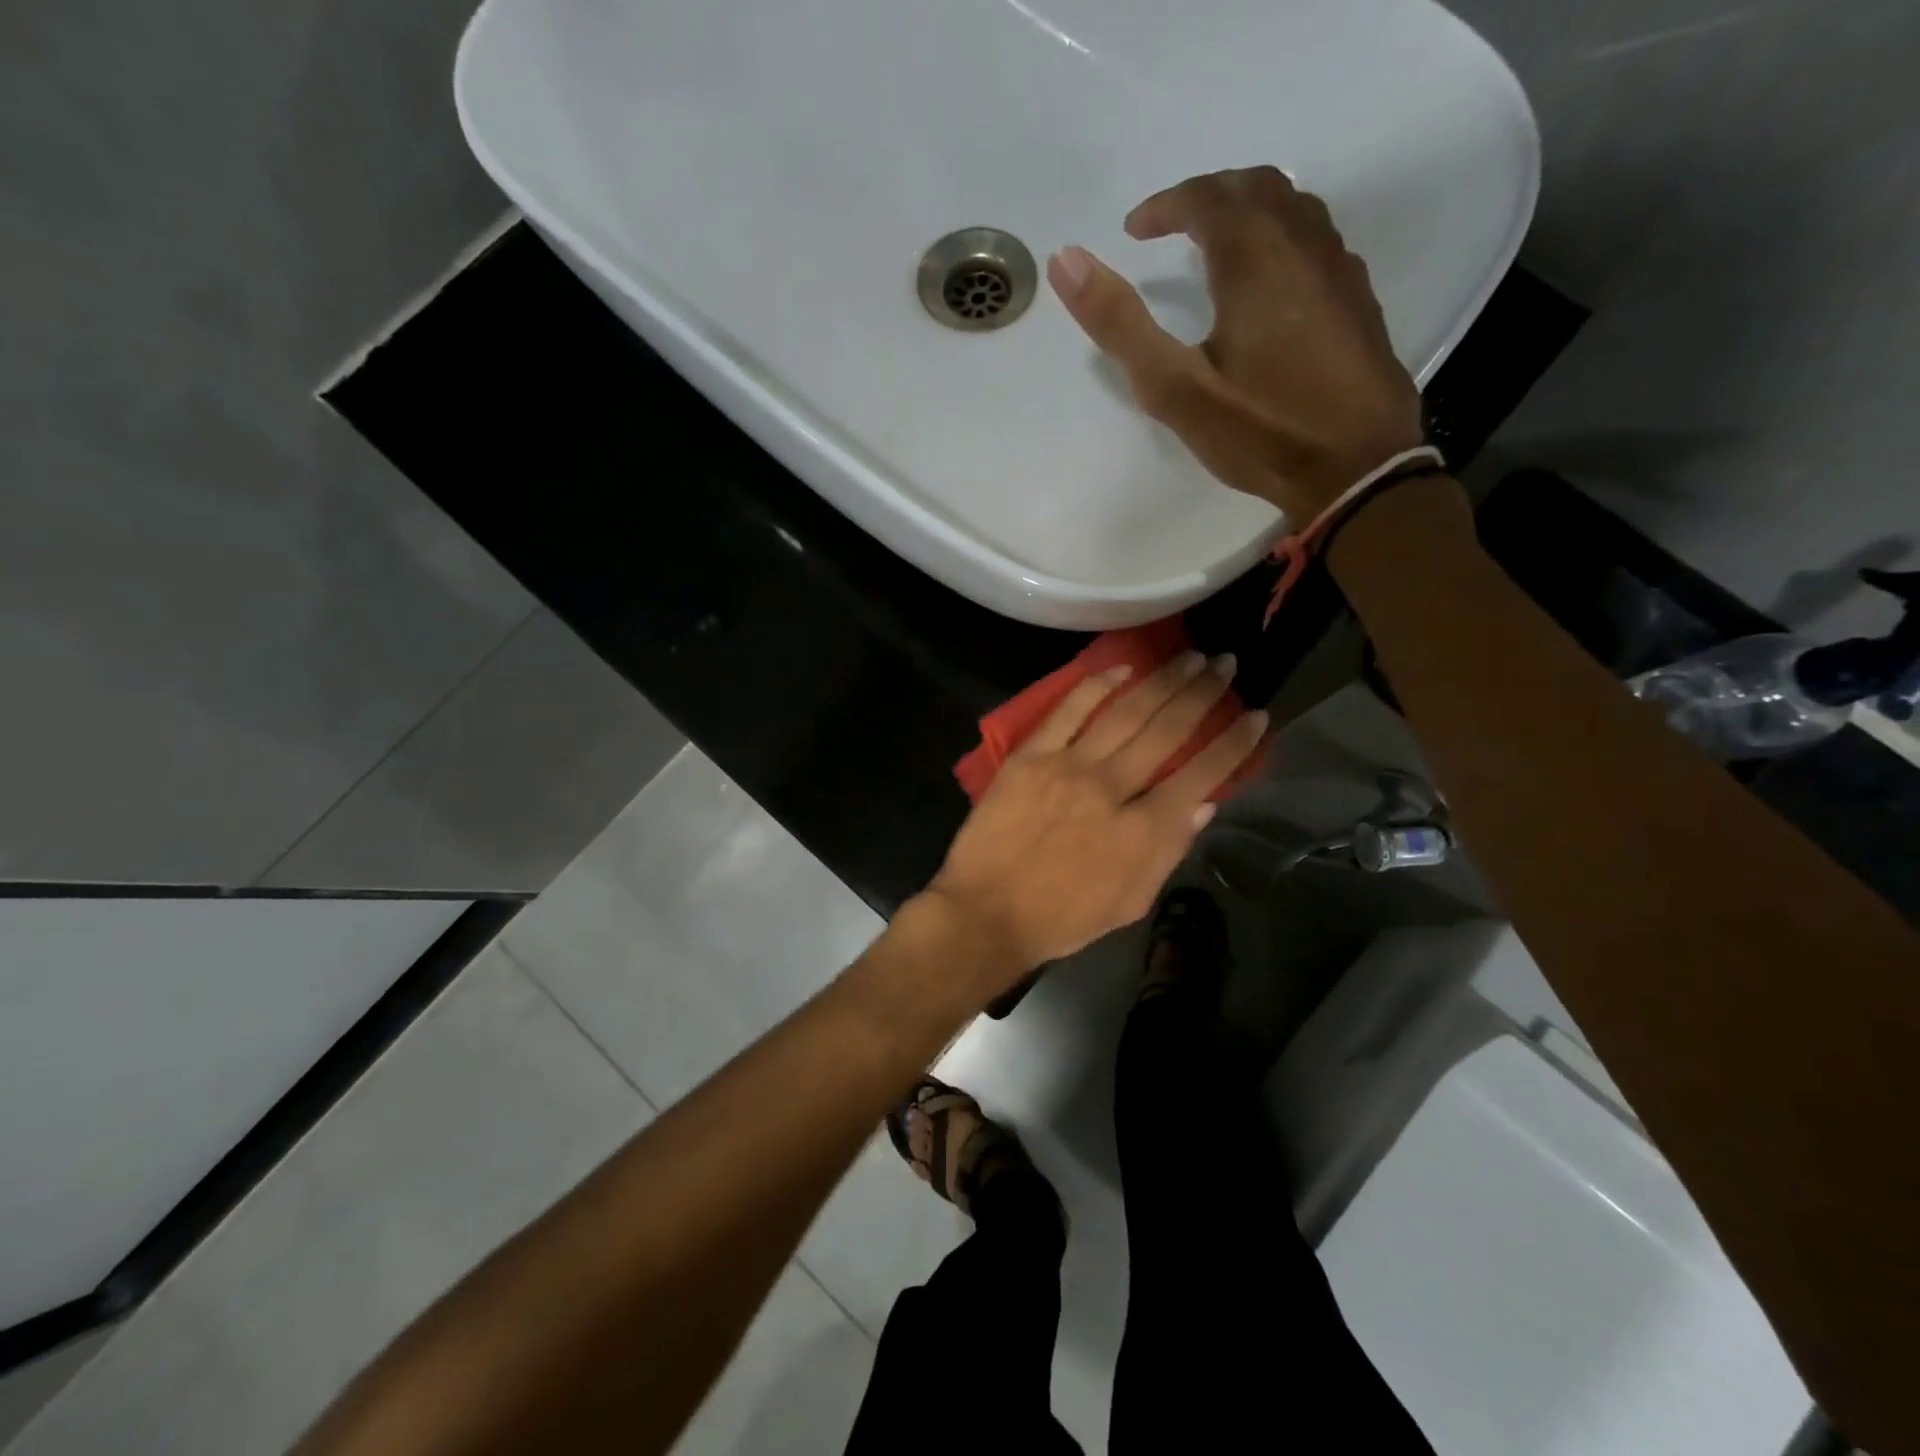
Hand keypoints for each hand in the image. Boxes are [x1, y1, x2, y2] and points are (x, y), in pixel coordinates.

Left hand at [925, 651, 1267, 986]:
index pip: (1202, 775)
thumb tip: (1205, 804)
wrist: (987, 913)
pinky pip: (1068, 711)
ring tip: (1191, 657)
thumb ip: (1170, 850)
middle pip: (1168, 731)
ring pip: (1126, 713)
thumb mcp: (1132, 901)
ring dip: (1163, 681)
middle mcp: (1114, 789)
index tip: (1256, 714)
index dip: (1234, 742)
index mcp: (1144, 831)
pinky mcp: (1031, 757)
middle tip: (1226, 664)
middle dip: (1204, 694)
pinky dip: (1096, 685)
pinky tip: (1122, 668)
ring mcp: (1069, 767)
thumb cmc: (1063, 918)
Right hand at [1048, 166, 1423, 521]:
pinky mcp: (1357, 300)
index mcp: (1255, 257)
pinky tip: (1269, 281)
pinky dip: (1280, 237)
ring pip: (1293, 208)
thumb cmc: (1260, 430)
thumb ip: (1120, 324)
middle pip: (1255, 187)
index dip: (1165, 206)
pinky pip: (1315, 240)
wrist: (1356, 469)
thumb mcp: (1175, 387)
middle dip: (1207, 196)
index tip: (1134, 230)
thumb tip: (1066, 260)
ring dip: (1248, 210)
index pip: (1206, 198)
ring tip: (1216, 244)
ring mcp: (1339, 269)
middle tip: (1172, 226)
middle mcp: (1303, 244)